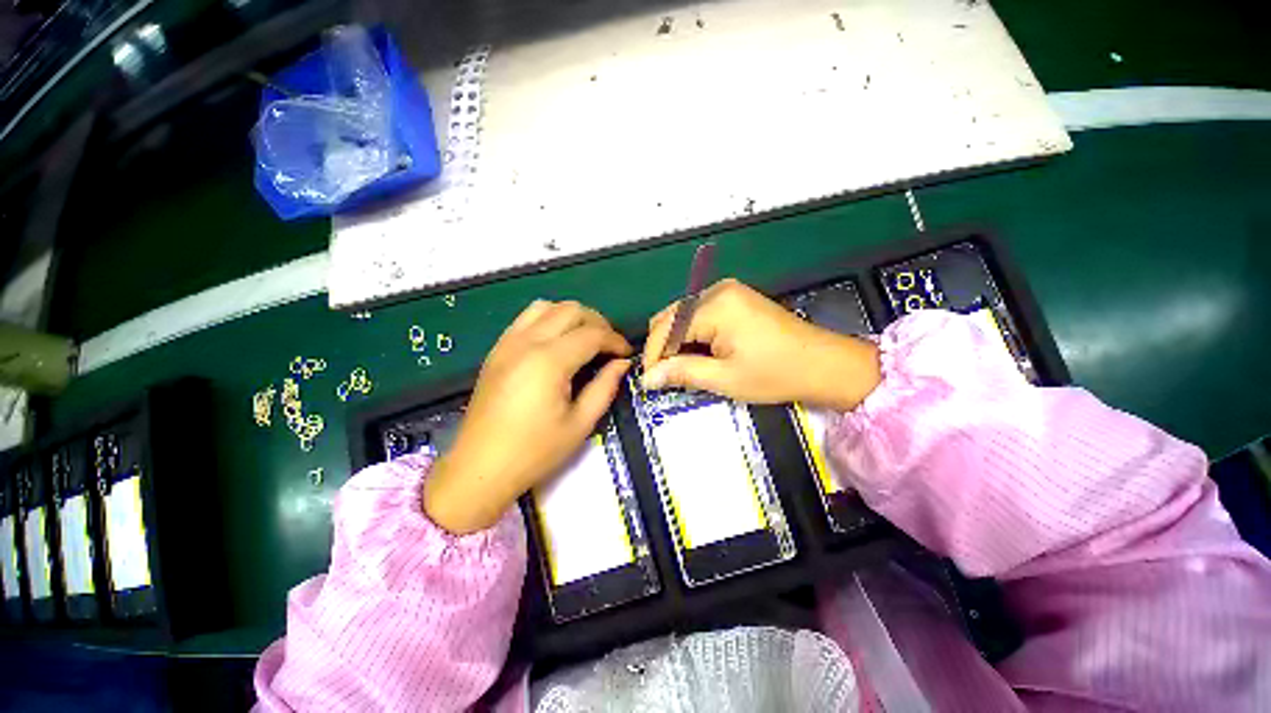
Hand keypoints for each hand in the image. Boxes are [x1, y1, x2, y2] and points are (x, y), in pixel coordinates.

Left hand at [424, 300, 632, 534]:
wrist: (480, 468)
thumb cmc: (535, 451)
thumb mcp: (580, 424)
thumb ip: (605, 387)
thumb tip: (622, 363)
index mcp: (549, 361)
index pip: (592, 334)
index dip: (615, 340)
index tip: (627, 354)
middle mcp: (527, 342)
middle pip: (571, 310)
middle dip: (597, 322)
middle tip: (609, 346)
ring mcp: (508, 342)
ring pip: (546, 306)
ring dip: (572, 316)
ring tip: (584, 339)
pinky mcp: (497, 349)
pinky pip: (526, 318)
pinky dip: (549, 320)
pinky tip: (557, 343)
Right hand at [641, 279, 880, 409]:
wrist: (824, 364)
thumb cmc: (775, 373)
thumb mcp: (725, 378)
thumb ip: (682, 373)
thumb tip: (647, 378)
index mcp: (714, 306)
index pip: (666, 328)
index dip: (653, 355)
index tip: (650, 381)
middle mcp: (716, 290)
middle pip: (671, 317)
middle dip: (663, 347)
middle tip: (665, 376)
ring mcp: (727, 291)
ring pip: (683, 315)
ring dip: (677, 341)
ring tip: (681, 368)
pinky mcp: (735, 298)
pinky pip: (699, 314)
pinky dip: (692, 334)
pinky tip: (698, 353)